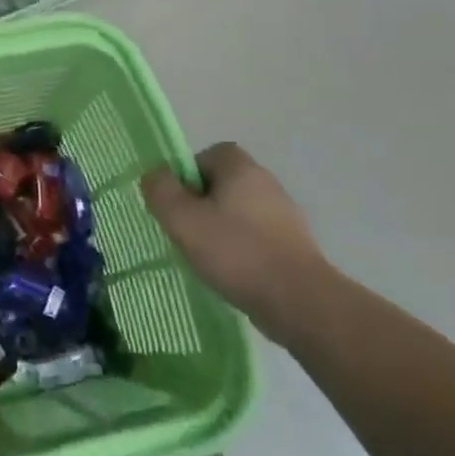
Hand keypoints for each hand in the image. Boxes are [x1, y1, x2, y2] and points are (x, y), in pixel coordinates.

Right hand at [142, 144, 337, 343]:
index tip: (176, 200)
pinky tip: (229, 271)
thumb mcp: (182, 218)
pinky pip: (254, 236)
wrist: (299, 302)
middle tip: (184, 228)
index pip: (210, 154)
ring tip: (204, 254)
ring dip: (218, 227)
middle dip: (200, 203)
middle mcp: (267, 185)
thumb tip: (154, 174)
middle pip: (223, 183)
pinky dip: (238, 248)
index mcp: (242, 170)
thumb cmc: (236, 252)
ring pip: (238, 211)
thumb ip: (161, 191)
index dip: (188, 172)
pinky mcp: (293, 246)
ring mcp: (284, 217)